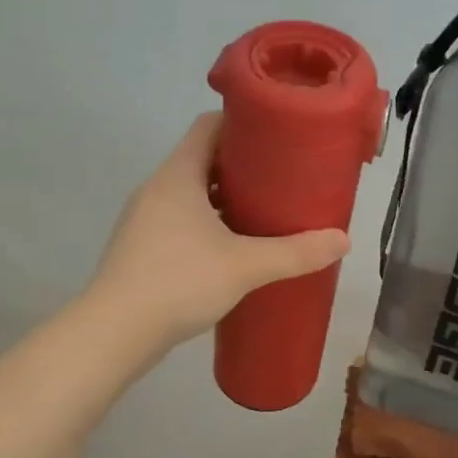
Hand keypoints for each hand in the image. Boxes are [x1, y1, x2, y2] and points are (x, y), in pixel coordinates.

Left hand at [87, 113, 350, 351]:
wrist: (115, 333)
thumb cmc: (179, 282)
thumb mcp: (245, 266)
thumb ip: (295, 253)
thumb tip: (343, 240)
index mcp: (177, 175)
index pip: (208, 126)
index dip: (243, 124)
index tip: (277, 138)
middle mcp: (156, 189)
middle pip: (201, 160)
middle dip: (242, 167)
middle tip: (282, 180)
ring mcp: (144, 220)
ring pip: (190, 195)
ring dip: (224, 200)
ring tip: (263, 215)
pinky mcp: (141, 250)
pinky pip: (180, 223)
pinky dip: (207, 226)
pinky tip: (231, 250)